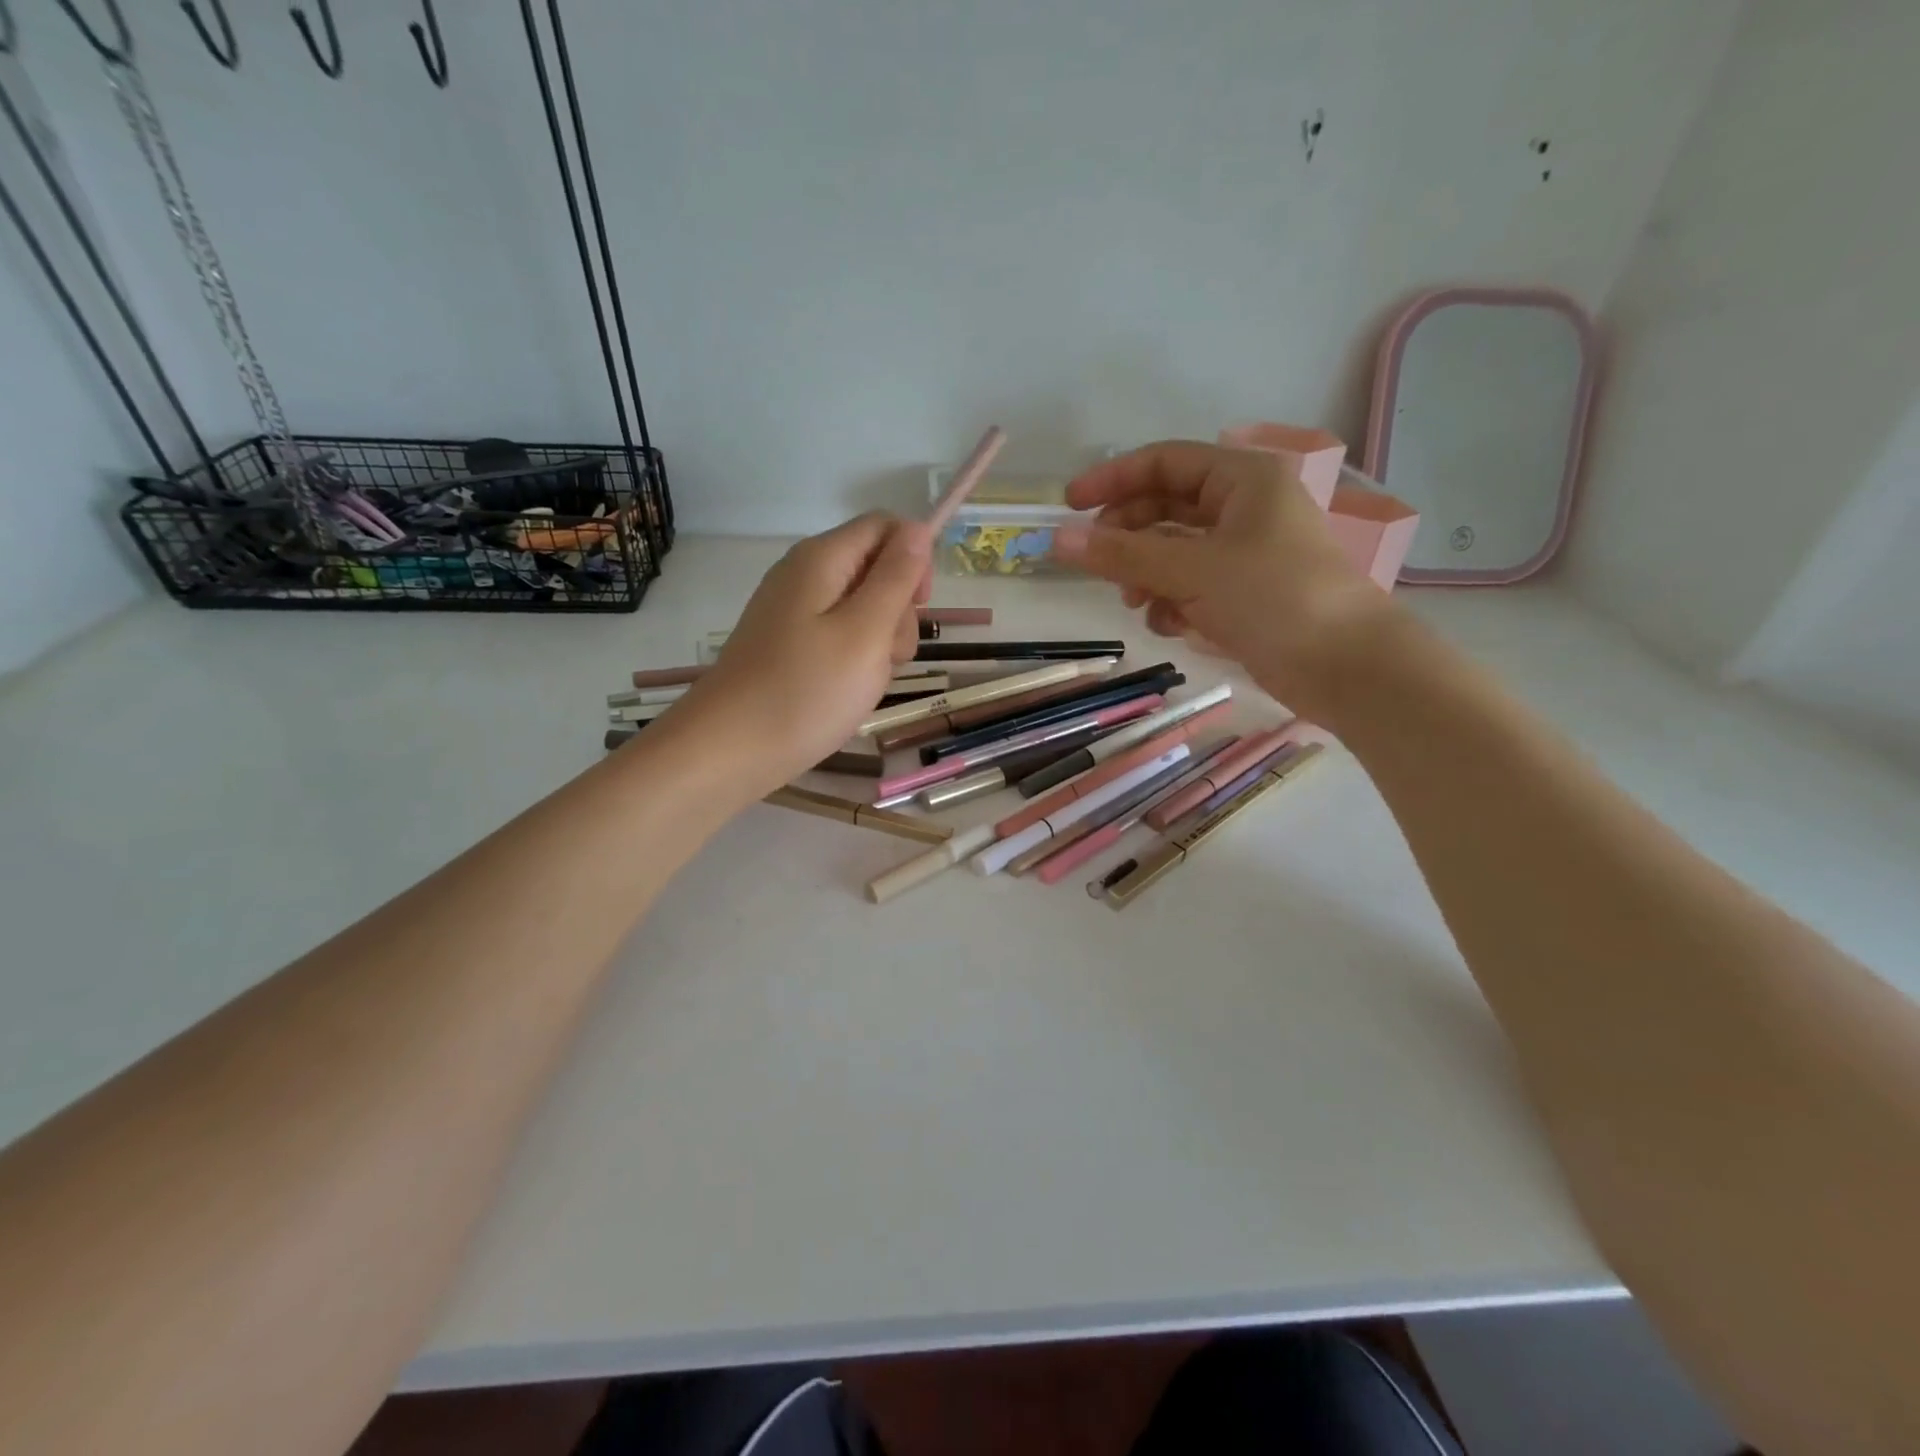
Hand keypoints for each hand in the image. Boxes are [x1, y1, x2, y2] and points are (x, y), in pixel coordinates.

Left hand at [669, 513, 930, 795]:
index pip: (887, 526)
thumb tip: (919, 528)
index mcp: (823, 558)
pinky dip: (855, 661)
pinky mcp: (790, 644)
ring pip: (863, 609)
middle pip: (875, 568)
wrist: (730, 750)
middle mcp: (805, 574)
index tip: (919, 607)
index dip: (914, 559)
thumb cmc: (806, 691)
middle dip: (898, 610)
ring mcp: (794, 611)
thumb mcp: (866, 632)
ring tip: (863, 682)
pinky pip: (839, 637)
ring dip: (879, 642)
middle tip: (884, 656)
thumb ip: (896, 577)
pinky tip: (846, 691)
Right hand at [1051, 441, 1400, 720]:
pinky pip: (1192, 586)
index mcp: (1243, 480)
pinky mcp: (1245, 594)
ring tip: (1134, 601)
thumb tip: (1057, 540)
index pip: (1164, 462)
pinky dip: (1173, 602)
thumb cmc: (1274, 598)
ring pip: (1175, 552)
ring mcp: (1246, 553)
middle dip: (1129, 536)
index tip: (1070, 506)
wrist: (1346, 666)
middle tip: (1096, 563)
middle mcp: (1245, 508)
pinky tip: (1171, 625)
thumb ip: (1122, 554)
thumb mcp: (1191, 570)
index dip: (1113, 479)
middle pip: (1166, 508)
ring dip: (1147, 574)